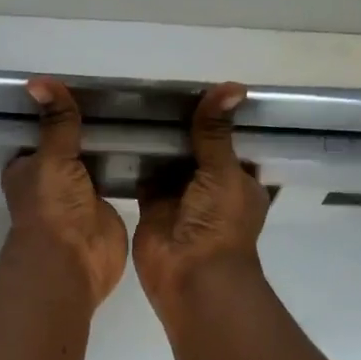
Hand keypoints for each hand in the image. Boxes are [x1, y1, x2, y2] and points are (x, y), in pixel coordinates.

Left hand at [2, 78, 128, 307]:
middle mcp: (53, 180)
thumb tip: (38, 81)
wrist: (75, 258)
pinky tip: (148, 139)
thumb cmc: (52, 206)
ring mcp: (81, 194)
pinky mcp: (107, 206)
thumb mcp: (52, 157)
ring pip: (96, 160)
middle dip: (88, 125)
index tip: (81, 83)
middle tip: (120, 91)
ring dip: (111, 144)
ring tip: (139, 108)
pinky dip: (129, 163)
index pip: (41, 131)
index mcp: (28, 168)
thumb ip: (56, 122)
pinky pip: (118, 177)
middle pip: (71, 144)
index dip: (56, 111)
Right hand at [134, 83, 269, 321]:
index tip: (198, 87)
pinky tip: (121, 133)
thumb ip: (216, 132)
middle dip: (183, 127)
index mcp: (239, 180)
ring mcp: (180, 198)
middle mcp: (210, 188)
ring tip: (136, 103)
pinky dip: (136, 161)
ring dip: (158, 143)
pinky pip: (144, 178)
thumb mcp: (224, 170)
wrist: (191, 274)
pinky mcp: (152, 207)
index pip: (231, 142)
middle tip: (159, 89)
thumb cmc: (219, 222)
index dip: (218, 119)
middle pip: (197, 150)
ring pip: (169, 163)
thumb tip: (233, 85)